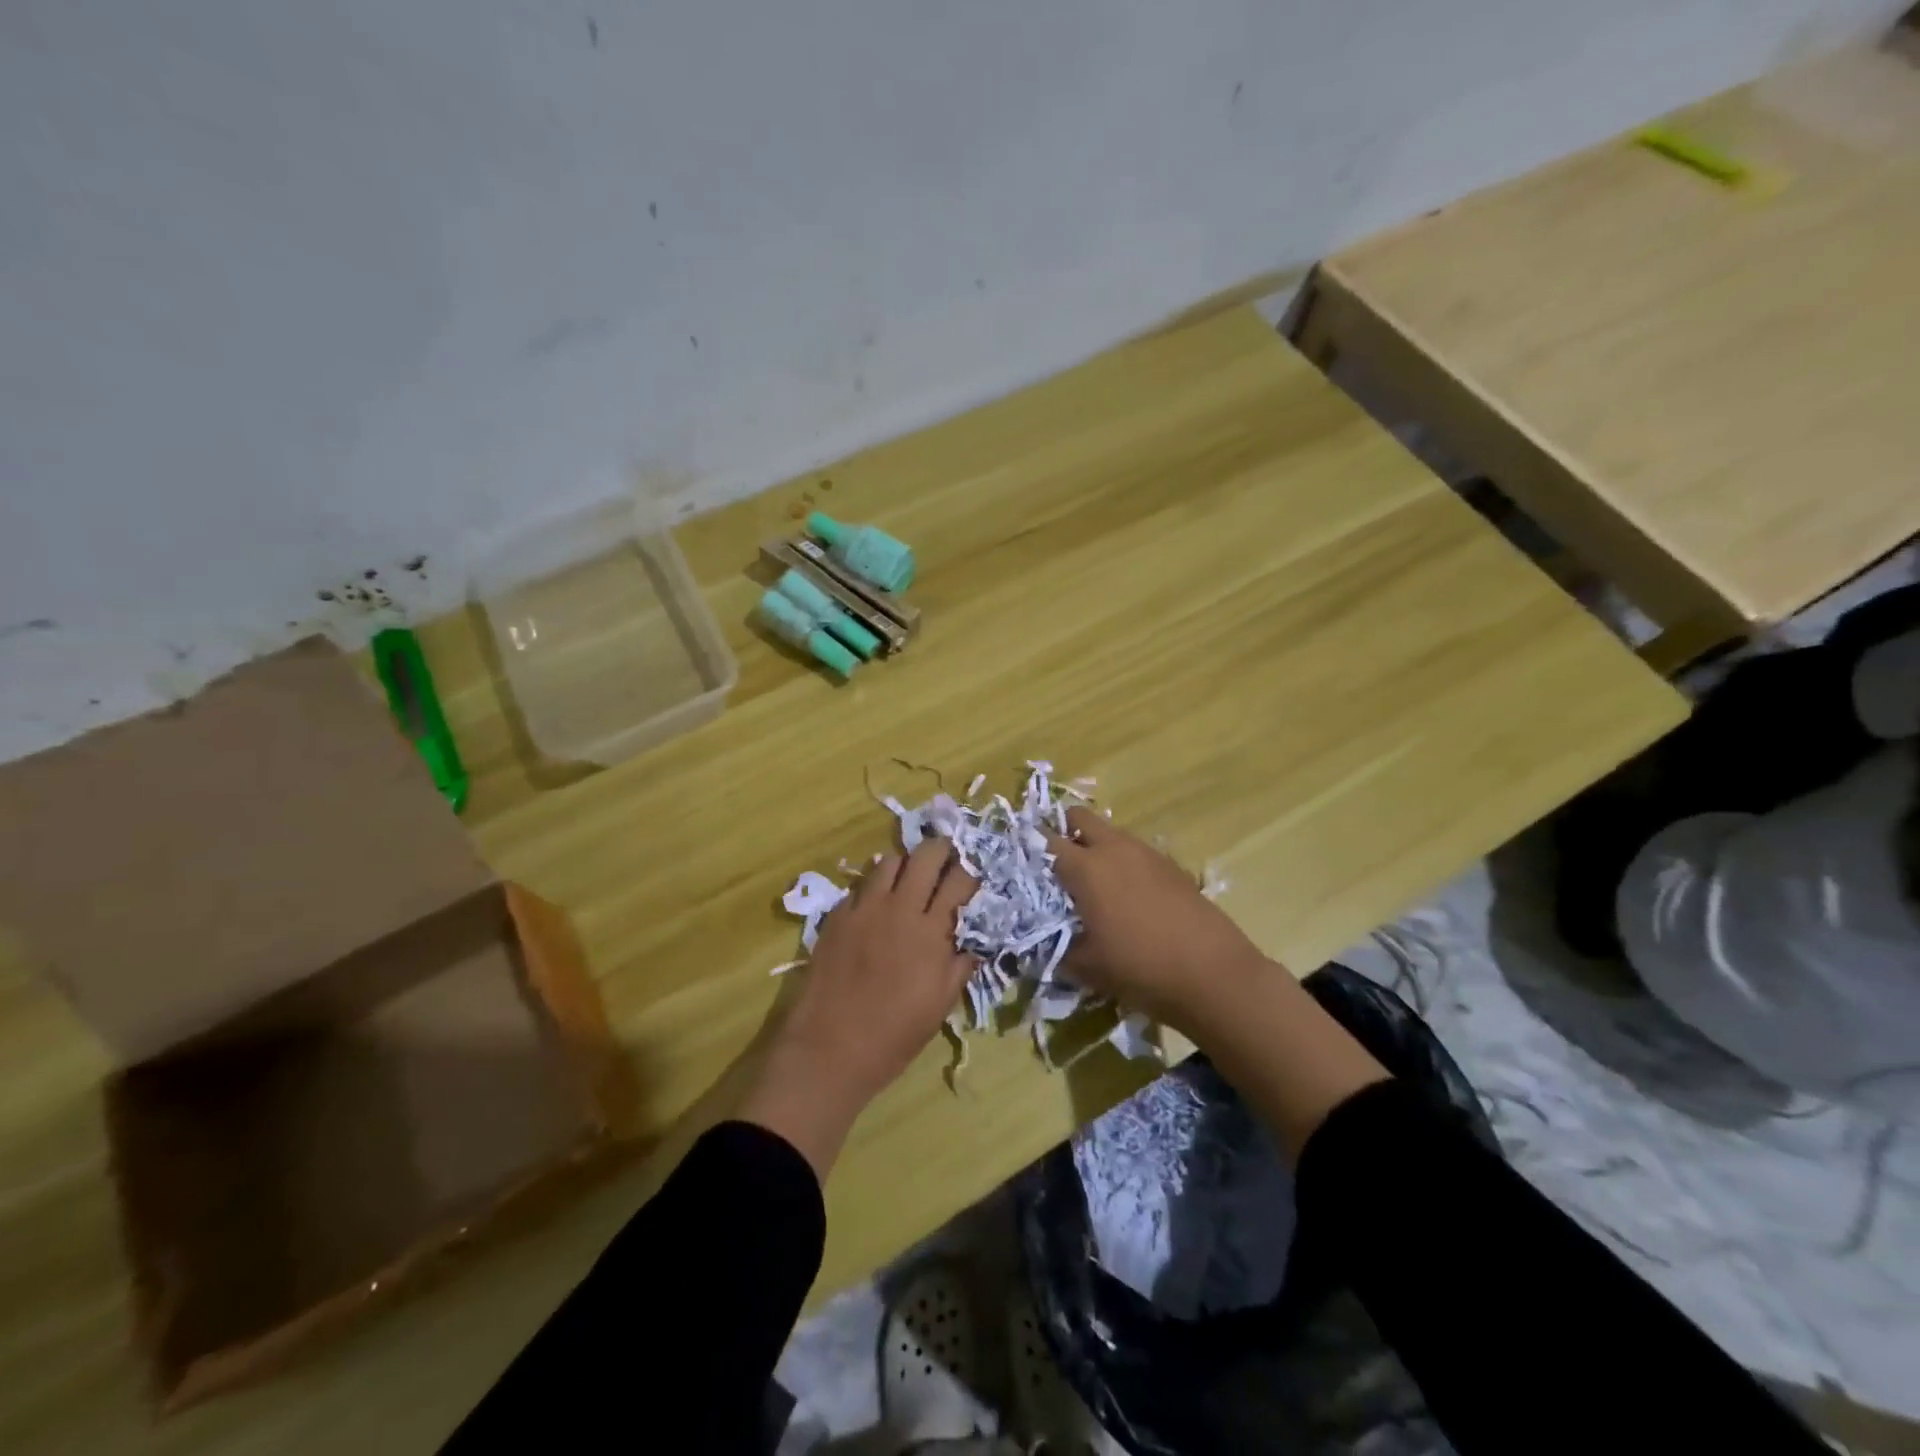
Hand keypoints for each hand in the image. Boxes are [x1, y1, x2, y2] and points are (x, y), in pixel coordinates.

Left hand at [740, 838, 978, 1175]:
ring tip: (911, 876)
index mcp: (932, 932)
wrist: (830, 1048)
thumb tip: (974, 945)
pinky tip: (878, 901)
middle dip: (942, 849)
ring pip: (890, 861)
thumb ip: (959, 967)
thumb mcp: (939, 1005)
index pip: (959, 880)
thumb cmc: (894, 1035)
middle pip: (926, 856)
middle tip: (947, 857)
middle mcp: (900, 908)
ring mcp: (865, 908)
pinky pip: (861, 885)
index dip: (971, 871)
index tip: (974, 872)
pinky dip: (875, 885)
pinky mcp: (838, 915)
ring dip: (907, 863)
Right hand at [1046, 807, 1267, 1033]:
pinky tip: (1128, 895)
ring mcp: (1146, 853)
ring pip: (1110, 832)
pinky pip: (1135, 851)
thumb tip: (1038, 944)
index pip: (1045, 840)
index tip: (1019, 857)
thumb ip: (1056, 949)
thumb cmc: (1140, 968)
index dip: (1029, 845)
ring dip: (1095, 845)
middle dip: (1063, 830)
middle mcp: (1114, 849)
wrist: (1213, 974)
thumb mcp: (1087, 968)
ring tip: (1092, 882)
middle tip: (1056, 862)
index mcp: (1086, 868)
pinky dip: (1123, 861)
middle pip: (1079, 817)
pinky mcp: (1171, 865)